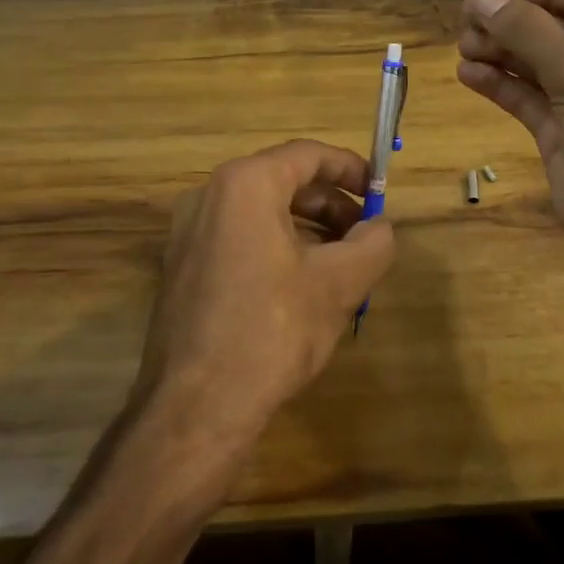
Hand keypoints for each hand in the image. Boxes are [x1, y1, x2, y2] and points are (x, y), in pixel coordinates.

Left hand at [137, 140, 395, 448]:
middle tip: (365, 234)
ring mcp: (188, 232)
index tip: (379, 190)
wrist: (195, 409)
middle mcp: (209, 196)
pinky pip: (239, 238)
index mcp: (245, 184)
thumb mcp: (338, 284)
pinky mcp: (181, 267)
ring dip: (307, 228)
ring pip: (261, 212)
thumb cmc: (272, 331)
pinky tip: (302, 285)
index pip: (307, 155)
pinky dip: (276, 246)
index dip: (350, 168)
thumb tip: (381, 229)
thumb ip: (372, 244)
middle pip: (283, 181)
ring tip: (341, 263)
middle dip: (330, 204)